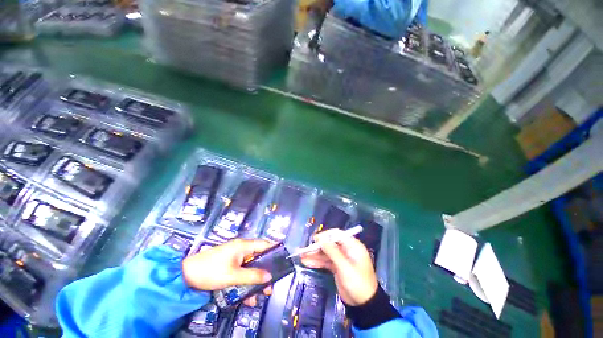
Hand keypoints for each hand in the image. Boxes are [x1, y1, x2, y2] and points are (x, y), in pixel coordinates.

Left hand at [182, 239, 273, 305]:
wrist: (185, 275)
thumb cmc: (211, 271)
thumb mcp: (233, 276)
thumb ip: (253, 276)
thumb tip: (269, 276)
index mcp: (244, 246)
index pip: (264, 244)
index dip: (274, 250)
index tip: (282, 260)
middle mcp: (241, 248)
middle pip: (258, 257)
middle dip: (265, 271)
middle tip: (271, 285)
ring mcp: (235, 256)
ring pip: (250, 267)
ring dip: (255, 280)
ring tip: (261, 294)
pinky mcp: (229, 264)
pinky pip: (242, 271)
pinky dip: (245, 282)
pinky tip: (246, 297)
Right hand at [301, 229, 377, 305]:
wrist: (364, 305)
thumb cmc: (357, 283)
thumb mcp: (345, 267)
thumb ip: (332, 252)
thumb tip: (321, 238)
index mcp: (352, 246)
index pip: (337, 234)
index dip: (326, 235)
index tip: (315, 239)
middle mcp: (346, 249)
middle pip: (330, 243)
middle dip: (318, 246)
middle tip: (306, 249)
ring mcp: (341, 258)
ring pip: (326, 253)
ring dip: (315, 254)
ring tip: (302, 256)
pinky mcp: (337, 267)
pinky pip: (326, 261)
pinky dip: (317, 262)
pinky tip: (307, 262)